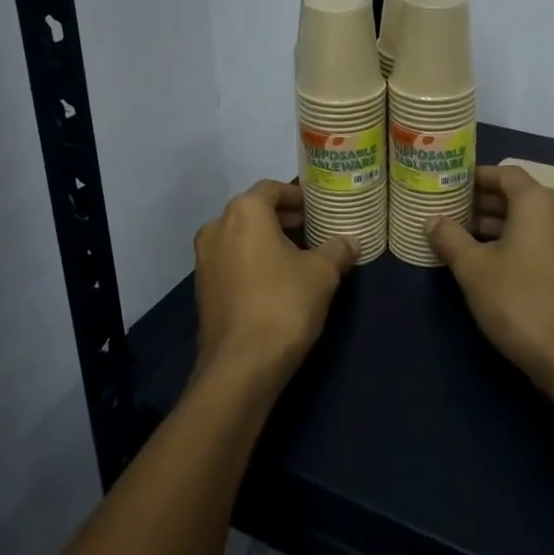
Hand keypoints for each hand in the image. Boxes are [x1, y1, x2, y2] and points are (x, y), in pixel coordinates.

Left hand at [193, 180, 356, 383]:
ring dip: (267, 240)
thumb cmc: (283, 305)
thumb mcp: (322, 274)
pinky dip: (252, 260)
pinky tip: (277, 281)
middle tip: (314, 231)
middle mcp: (217, 227)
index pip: (272, 188)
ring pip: (241, 236)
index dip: (297, 196)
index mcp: (244, 212)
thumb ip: (337, 250)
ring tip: (299, 257)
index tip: (318, 208)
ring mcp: (204, 258)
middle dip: (284, 218)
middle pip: (254, 211)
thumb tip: (351, 242)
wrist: (241, 366)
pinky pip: (231, 260)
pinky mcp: (202, 287)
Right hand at [427, 166, 553, 387]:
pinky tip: (491, 262)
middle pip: (519, 196)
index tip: (451, 184)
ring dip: (499, 224)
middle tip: (451, 211)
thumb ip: (450, 238)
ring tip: (463, 237)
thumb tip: (432, 220)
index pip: (506, 173)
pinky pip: (542, 241)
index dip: (477, 176)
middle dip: (484, 202)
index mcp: (538, 202)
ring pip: (531, 221)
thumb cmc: (518, 299)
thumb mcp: (473, 268)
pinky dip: (517, 242)